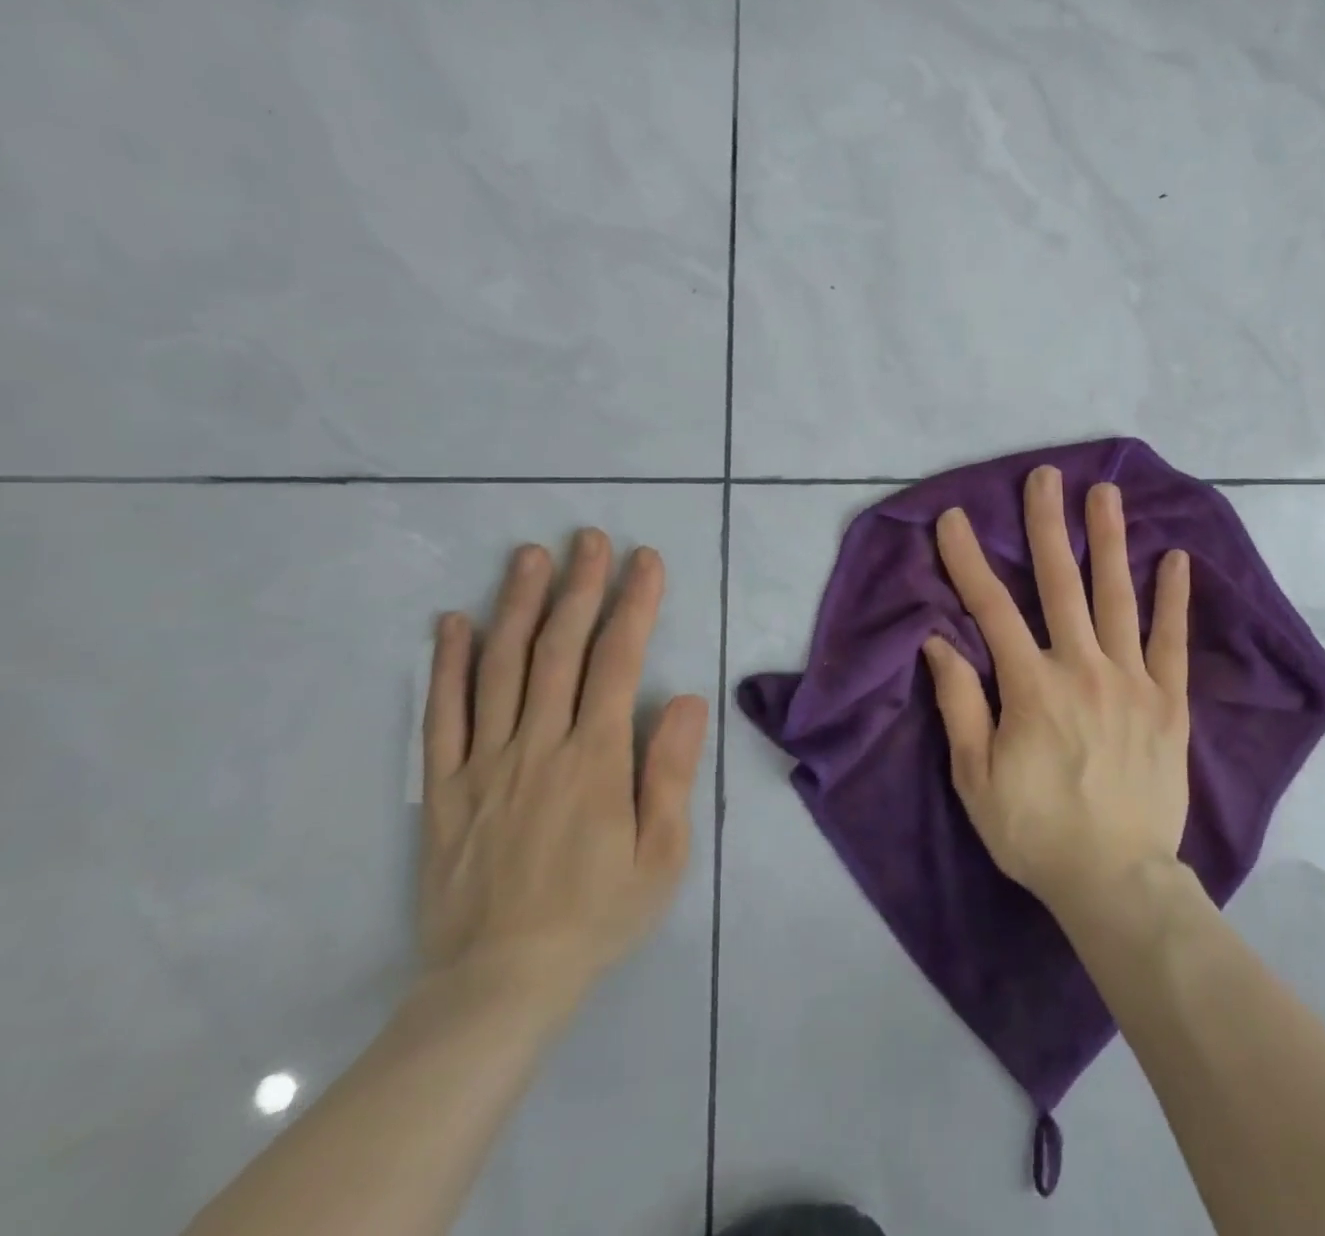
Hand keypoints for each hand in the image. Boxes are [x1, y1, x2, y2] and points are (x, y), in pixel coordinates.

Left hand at [418, 529, 708, 1011]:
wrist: (499, 985)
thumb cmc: (598, 915)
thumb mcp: (663, 853)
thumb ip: (670, 770)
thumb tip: (684, 698)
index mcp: (595, 759)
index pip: (617, 661)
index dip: (634, 605)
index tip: (646, 561)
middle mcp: (538, 746)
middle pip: (557, 649)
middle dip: (578, 586)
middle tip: (587, 538)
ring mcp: (484, 764)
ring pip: (498, 668)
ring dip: (515, 606)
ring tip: (528, 558)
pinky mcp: (444, 789)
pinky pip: (440, 717)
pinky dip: (445, 665)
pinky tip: (451, 624)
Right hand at [922, 465, 1190, 918]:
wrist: (1116, 880)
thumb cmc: (1035, 830)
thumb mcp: (976, 777)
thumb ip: (960, 704)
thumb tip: (940, 641)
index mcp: (1031, 686)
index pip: (991, 609)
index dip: (969, 560)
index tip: (956, 518)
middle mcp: (1082, 668)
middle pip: (1060, 584)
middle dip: (1048, 525)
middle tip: (1046, 476)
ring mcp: (1131, 681)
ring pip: (1117, 597)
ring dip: (1109, 541)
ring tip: (1105, 494)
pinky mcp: (1168, 702)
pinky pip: (1172, 641)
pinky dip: (1173, 598)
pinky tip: (1174, 558)